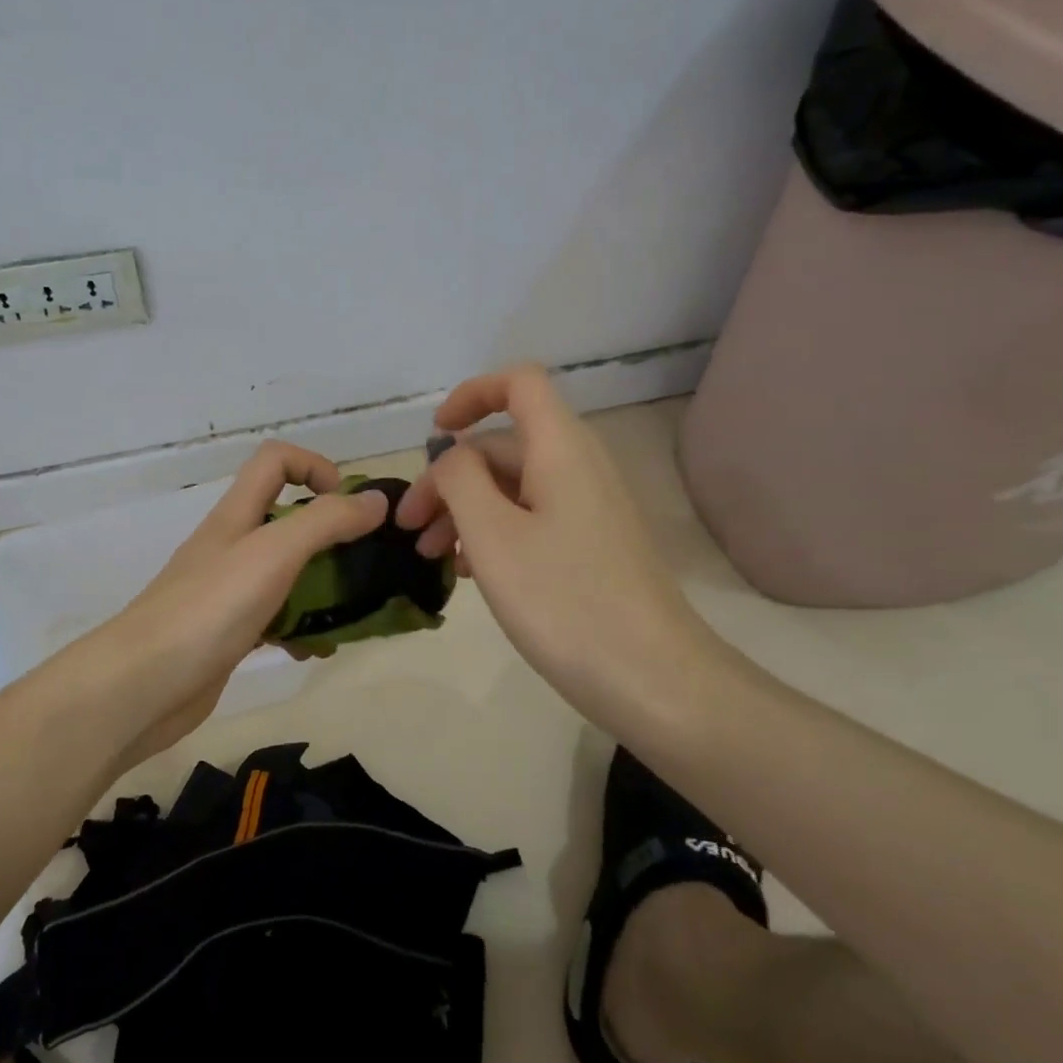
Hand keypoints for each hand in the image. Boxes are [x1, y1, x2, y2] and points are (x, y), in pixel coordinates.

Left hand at [92, 442, 388, 764]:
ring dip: (322, 586)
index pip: (275, 460)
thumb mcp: (273, 553)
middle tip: (366, 562)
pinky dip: (300, 629)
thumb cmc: (209, 608)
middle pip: (287, 518)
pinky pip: (275, 619)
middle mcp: (232, 545)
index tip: (348, 504)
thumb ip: (325, 522)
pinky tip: (316, 650)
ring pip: (286, 572)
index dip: (315, 466)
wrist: (142, 686)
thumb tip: (376, 499)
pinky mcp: (229, 632)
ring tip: (353, 612)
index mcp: (237, 514)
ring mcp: (228, 591)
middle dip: (331, 534)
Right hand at [395, 365, 717, 722]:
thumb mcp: (492, 534)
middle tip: (411, 527)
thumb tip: (451, 454)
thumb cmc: (563, 599)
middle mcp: (579, 466)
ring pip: (513, 487)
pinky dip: (493, 532)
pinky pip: (531, 518)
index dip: (472, 395)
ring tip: (432, 555)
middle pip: (504, 445)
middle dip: (449, 477)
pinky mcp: (590, 546)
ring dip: (465, 510)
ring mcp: (588, 508)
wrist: (651, 679)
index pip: (519, 383)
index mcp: (561, 449)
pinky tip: (468, 571)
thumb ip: (459, 479)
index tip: (435, 435)